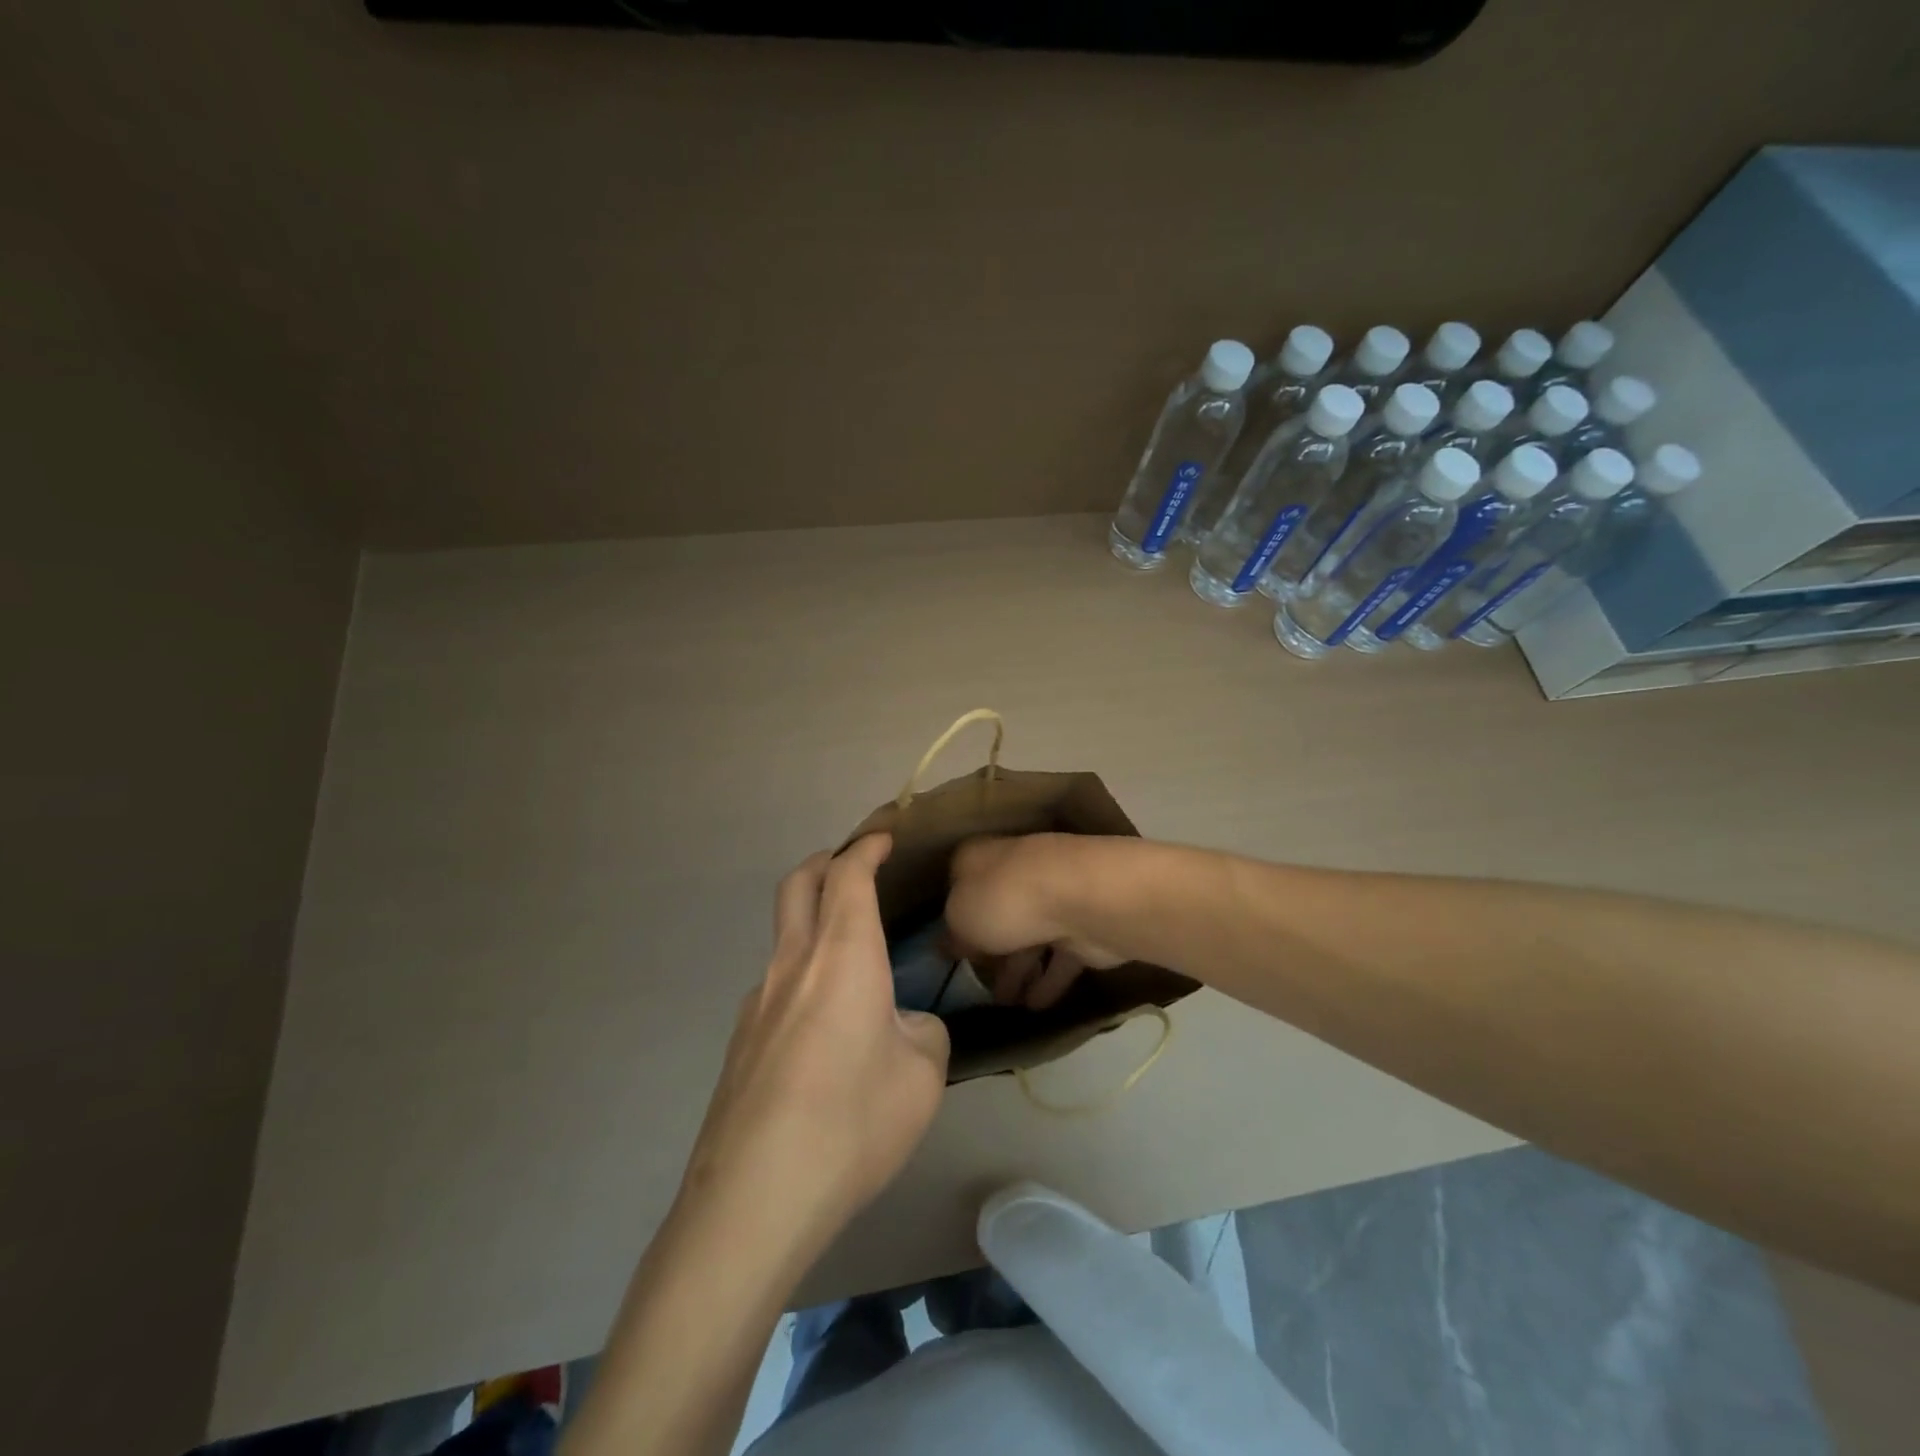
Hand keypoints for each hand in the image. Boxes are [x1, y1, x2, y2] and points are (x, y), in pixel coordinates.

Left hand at [677, 834, 948, 1256]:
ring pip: (783, 936)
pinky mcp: (739, 1042)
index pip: (848, 876)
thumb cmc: (851, 1122)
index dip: (866, 848)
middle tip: (853, 868)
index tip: (883, 839)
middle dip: (825, 863)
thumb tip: (902, 1026)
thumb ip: (923, 1033)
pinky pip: (776, 985)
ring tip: (852, 963)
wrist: (753, 1199)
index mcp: (842, 955)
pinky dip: (803, 975)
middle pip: (797, 885)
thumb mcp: (922, 1077)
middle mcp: (793, 964)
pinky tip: (825, 1030)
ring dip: (813, 924)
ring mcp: (757, 1002)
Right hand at [945, 834, 1127, 1009]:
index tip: (945, 947)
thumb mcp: (959, 917)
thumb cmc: (1005, 899)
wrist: (1082, 900)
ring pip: (1029, 938)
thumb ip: (952, 934)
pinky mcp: (1082, 928)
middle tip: (974, 983)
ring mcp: (1053, 899)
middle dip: (988, 948)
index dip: (953, 915)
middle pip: (997, 913)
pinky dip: (1048, 981)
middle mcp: (1016, 871)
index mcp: (980, 859)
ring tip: (1004, 1004)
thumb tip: (949, 944)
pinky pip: (1059, 959)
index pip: (959, 883)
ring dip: (1018, 971)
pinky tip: (1035, 1006)